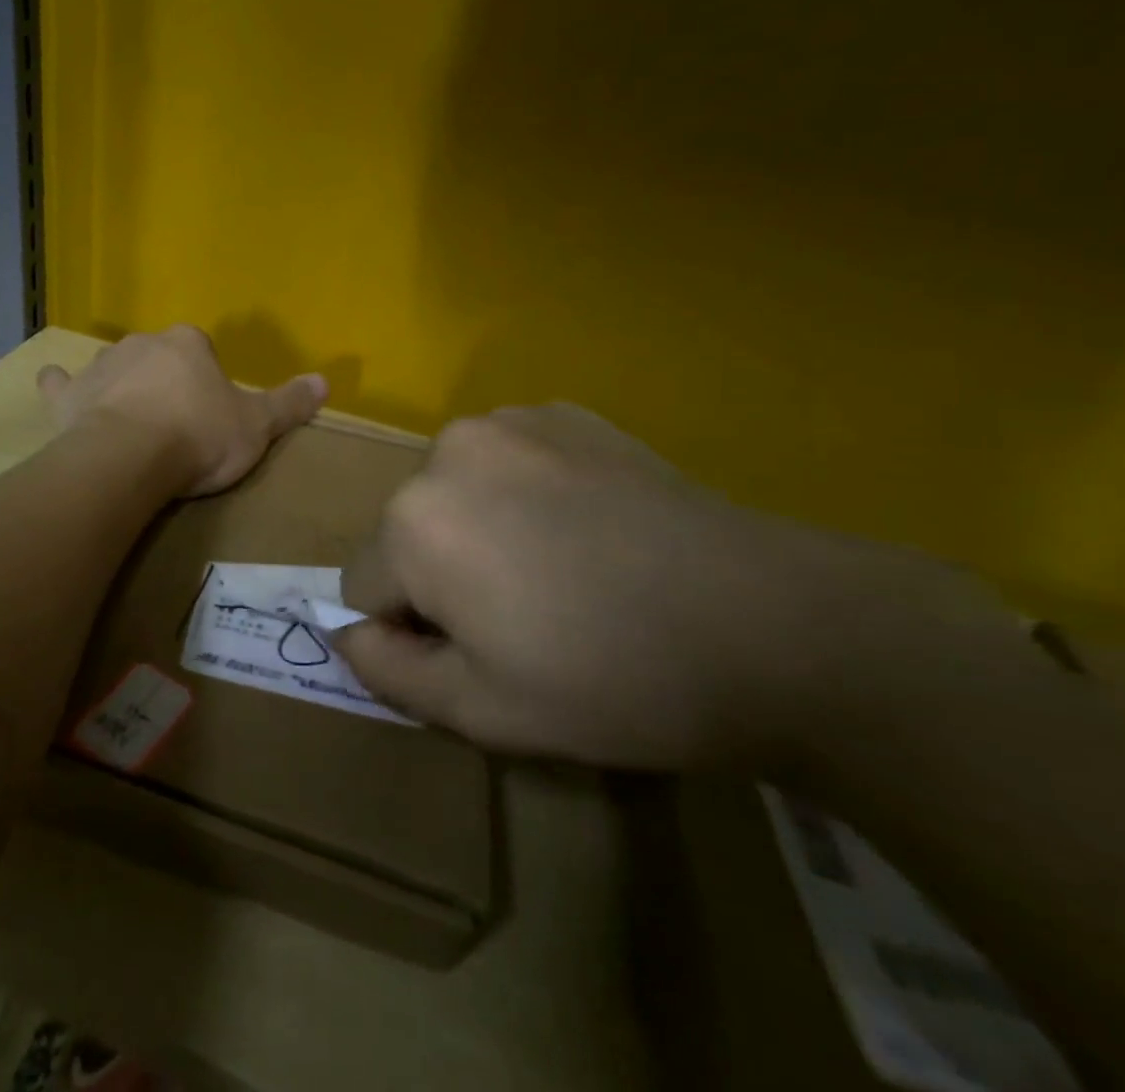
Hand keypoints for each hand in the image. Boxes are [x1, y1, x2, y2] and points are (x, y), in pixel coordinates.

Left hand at [38, 326, 327, 496]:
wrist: (133, 456)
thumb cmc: (199, 437)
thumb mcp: (257, 426)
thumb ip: (289, 403)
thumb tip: (325, 381)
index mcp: (187, 343)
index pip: (200, 350)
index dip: (205, 381)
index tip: (208, 413)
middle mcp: (142, 343)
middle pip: (156, 357)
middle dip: (163, 381)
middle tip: (173, 423)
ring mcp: (101, 366)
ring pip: (114, 367)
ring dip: (121, 385)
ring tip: (129, 422)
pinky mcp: (69, 394)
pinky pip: (60, 382)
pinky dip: (60, 386)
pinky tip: (58, 389)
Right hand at [336, 404, 944, 771]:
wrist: (778, 625)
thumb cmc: (614, 679)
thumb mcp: (484, 711)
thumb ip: (389, 672)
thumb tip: (346, 633)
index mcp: (412, 522)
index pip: (363, 585)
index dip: (413, 630)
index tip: (482, 651)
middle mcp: (443, 452)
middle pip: (406, 530)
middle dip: (442, 573)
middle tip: (528, 615)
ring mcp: (506, 421)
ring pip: (453, 490)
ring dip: (478, 526)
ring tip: (562, 567)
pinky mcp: (562, 413)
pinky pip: (506, 459)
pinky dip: (524, 491)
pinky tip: (591, 526)